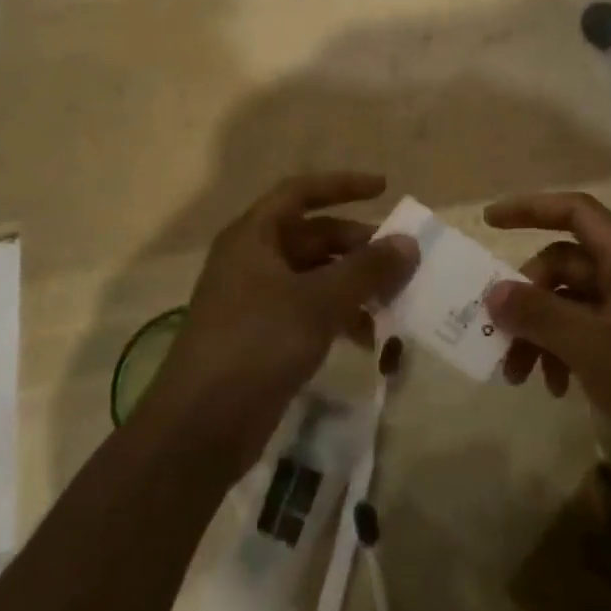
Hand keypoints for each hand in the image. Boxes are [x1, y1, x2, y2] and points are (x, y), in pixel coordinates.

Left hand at [140, 172, 416, 480]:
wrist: (201, 425)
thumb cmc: (257, 344)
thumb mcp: (318, 301)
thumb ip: (366, 270)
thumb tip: (408, 243)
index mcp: (254, 236)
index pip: (300, 192)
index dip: (342, 185)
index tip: (384, 189)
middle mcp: (253, 260)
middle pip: (313, 237)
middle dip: (358, 247)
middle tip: (400, 262)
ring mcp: (256, 300)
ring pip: (315, 277)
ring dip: (354, 286)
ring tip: (394, 304)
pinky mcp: (263, 337)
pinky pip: (309, 311)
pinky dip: (339, 317)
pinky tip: (368, 339)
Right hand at [483, 192, 610, 507]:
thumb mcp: (597, 350)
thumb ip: (541, 316)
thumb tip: (492, 292)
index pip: (576, 212)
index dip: (530, 208)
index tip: (488, 222)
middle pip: (566, 265)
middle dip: (527, 298)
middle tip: (500, 340)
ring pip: (574, 304)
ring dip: (542, 332)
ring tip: (523, 378)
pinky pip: (591, 333)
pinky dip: (566, 352)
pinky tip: (558, 389)